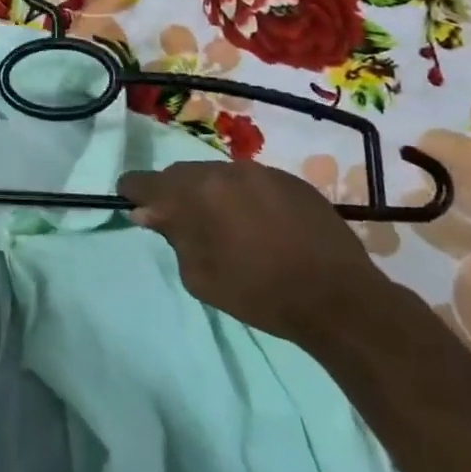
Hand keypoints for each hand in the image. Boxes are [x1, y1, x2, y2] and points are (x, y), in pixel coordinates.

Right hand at [117, 161, 388, 344]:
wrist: (339, 299)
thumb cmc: (259, 293)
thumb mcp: (200, 276)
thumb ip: (173, 237)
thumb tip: (151, 213)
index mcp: (195, 193)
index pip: (146, 181)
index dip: (133, 192)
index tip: (131, 203)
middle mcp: (224, 171)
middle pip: (182, 174)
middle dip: (173, 194)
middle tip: (179, 221)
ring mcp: (261, 172)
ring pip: (218, 175)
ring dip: (211, 194)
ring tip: (224, 225)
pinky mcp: (292, 180)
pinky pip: (252, 182)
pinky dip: (244, 197)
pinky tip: (259, 225)